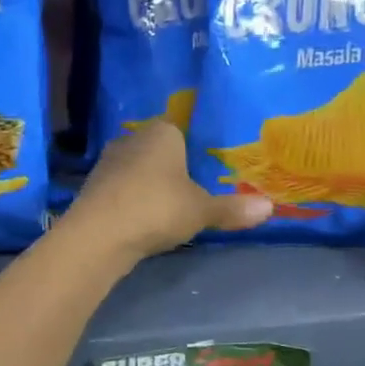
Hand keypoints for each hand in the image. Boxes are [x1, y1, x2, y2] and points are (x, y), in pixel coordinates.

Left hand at [66, 120, 272, 262]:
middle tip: (191, 190)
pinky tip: (141, 219)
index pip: (181, 131)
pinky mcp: (93, 186)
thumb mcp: (202, 210)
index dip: (194, 150)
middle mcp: (133, 138)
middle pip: (158, 150)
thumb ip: (233, 208)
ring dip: (149, 185)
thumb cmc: (157, 208)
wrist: (99, 234)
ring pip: (137, 168)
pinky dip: (131, 200)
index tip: (206, 171)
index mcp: (162, 132)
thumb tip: (271, 207)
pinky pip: (121, 188)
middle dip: (171, 168)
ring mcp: (108, 161)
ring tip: (167, 208)